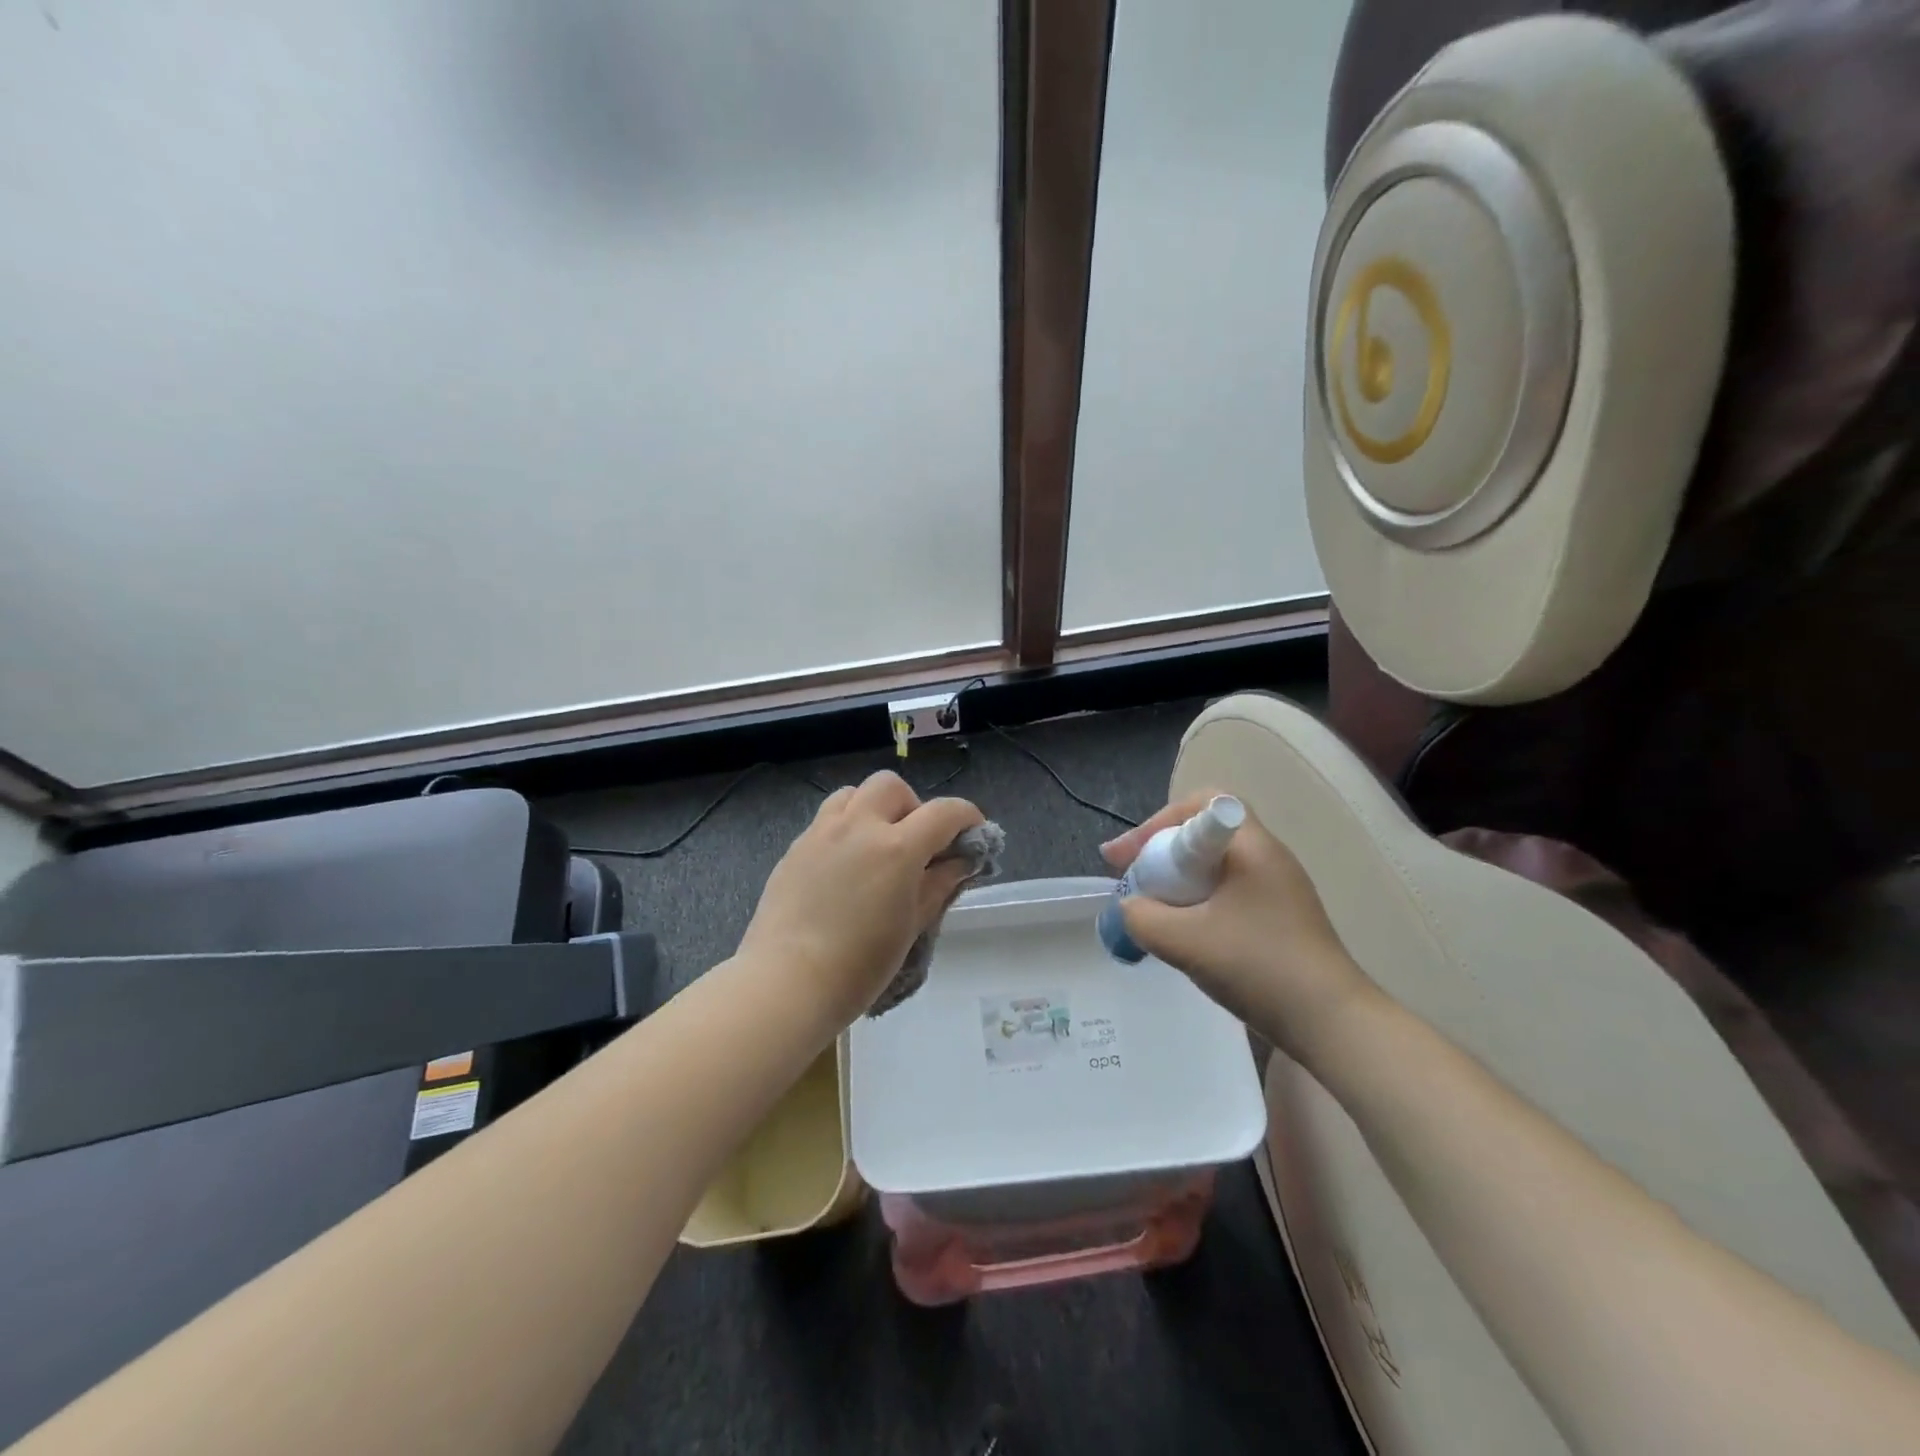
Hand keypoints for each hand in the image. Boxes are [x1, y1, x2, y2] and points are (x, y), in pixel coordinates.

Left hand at [738, 771, 985, 1028]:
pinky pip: (827, 819)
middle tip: (916, 843)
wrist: (787, 982)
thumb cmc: (860, 965)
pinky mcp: (795, 847)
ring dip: (874, 808)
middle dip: (912, 806)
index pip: (944, 812)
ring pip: (853, 794)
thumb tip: (960, 862)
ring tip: (877, 845)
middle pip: (892, 786)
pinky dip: (846, 827)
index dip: (967, 816)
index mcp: (897, 848)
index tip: (973, 833)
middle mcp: (859, 827)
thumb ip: (939, 885)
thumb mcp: (912, 926)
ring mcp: (822, 833)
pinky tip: (845, 865)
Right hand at [1101, 791, 1375, 1059]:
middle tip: (1132, 880)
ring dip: (1178, 881)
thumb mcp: (1184, 940)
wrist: (1331, 1024)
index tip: (1130, 855)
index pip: (1203, 803)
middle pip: (1203, 835)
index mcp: (1253, 847)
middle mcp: (1269, 858)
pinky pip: (1228, 894)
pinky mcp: (1281, 919)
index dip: (1159, 822)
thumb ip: (1141, 916)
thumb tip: (1130, 907)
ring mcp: (1278, 889)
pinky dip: (1198, 903)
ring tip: (1152, 908)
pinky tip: (1185, 934)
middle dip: (1161, 852)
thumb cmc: (1258, 966)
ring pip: (1214, 868)